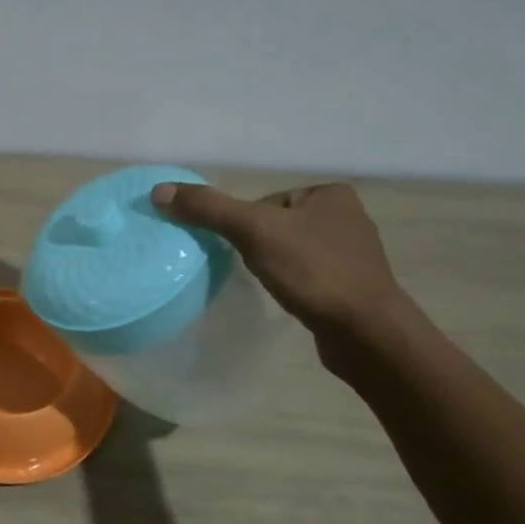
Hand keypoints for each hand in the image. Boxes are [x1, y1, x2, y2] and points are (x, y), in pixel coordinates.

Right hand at [151, 181, 406, 341]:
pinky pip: (306, 276)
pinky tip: (289, 298)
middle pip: (274, 226)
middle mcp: (346, 218)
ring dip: (273, 267)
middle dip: (257, 247)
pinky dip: (291, 285)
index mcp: (330, 194)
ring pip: (290, 252)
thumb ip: (208, 208)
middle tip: (251, 268)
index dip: (244, 225)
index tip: (241, 249)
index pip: (264, 202)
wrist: (366, 332)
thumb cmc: (313, 271)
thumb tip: (159, 191)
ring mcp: (352, 255)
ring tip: (271, 285)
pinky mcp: (350, 287)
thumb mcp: (253, 231)